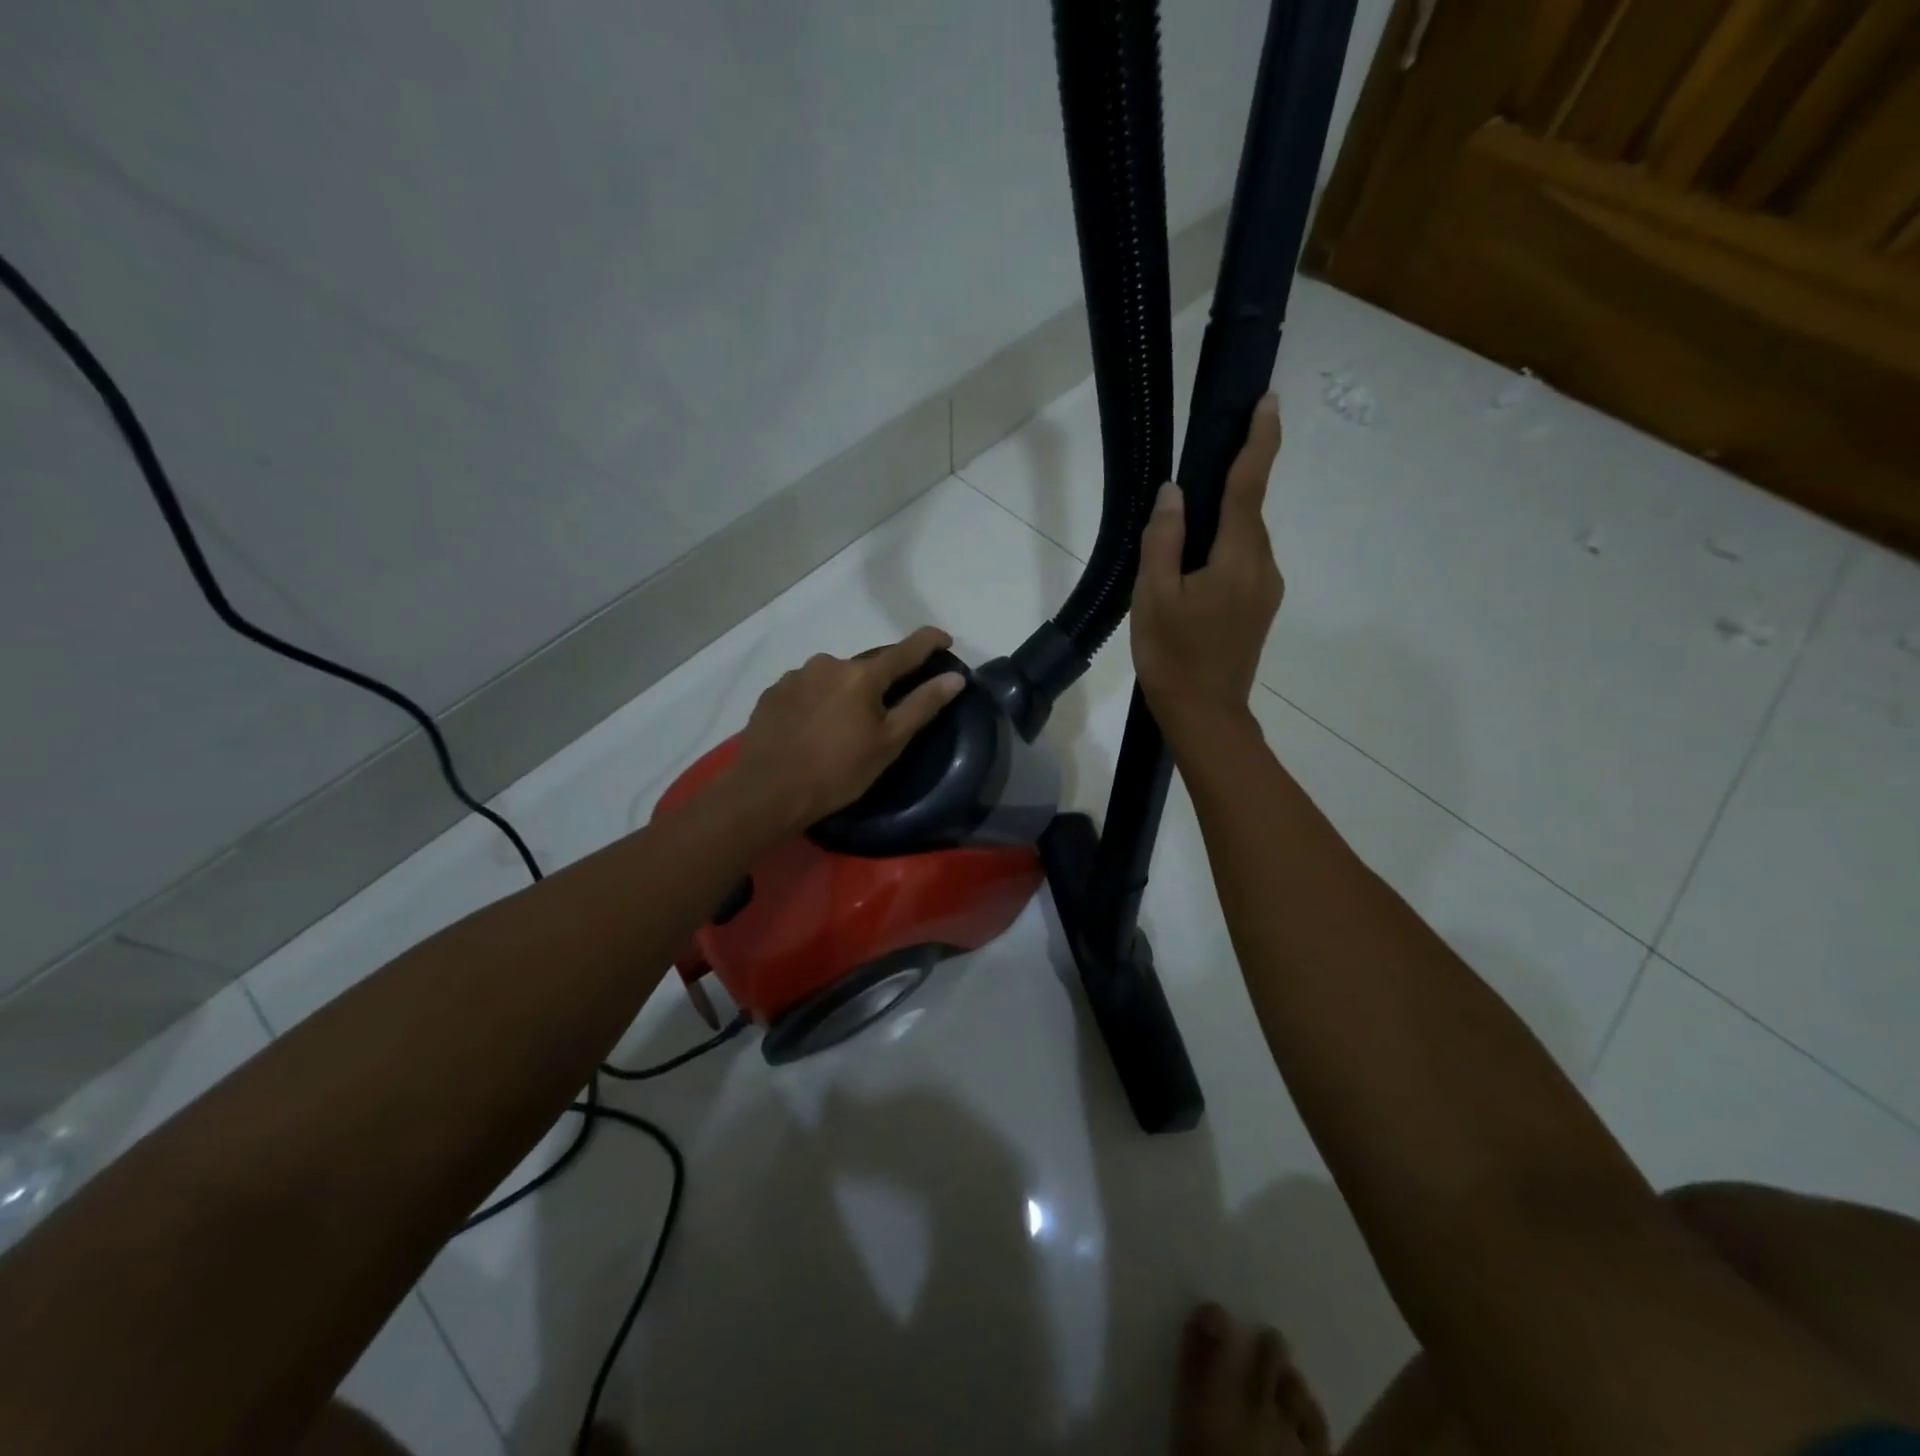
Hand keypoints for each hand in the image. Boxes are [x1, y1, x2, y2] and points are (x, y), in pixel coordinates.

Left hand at [731, 626, 965, 832]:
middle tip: (883, 715)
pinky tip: (813, 729)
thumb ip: (922, 705)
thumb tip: (955, 677)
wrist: (766, 791)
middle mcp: (828, 663)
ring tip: (842, 727)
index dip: (930, 642)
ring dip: (845, 693)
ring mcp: (796, 676)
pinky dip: (817, 702)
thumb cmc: (836, 771)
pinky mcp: (772, 693)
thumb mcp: (888, 743)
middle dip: (879, 683)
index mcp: (862, 674)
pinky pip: (806, 690)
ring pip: (833, 678)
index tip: (945, 640)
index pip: (906, 649)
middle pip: (866, 666)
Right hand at [1132, 393, 1283, 742]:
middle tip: (1188, 491)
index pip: (1249, 487)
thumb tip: (1175, 492)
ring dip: (1219, 530)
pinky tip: (1192, 575)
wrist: (1204, 715)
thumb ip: (1164, 539)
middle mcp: (1263, 567)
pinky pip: (1243, 565)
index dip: (1259, 441)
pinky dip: (1222, 554)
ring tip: (1177, 546)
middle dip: (1227, 490)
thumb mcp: (1154, 596)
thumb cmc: (1173, 656)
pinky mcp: (1260, 609)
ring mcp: (1266, 590)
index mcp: (1238, 558)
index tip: (1268, 401)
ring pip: (1243, 542)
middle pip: (1246, 514)